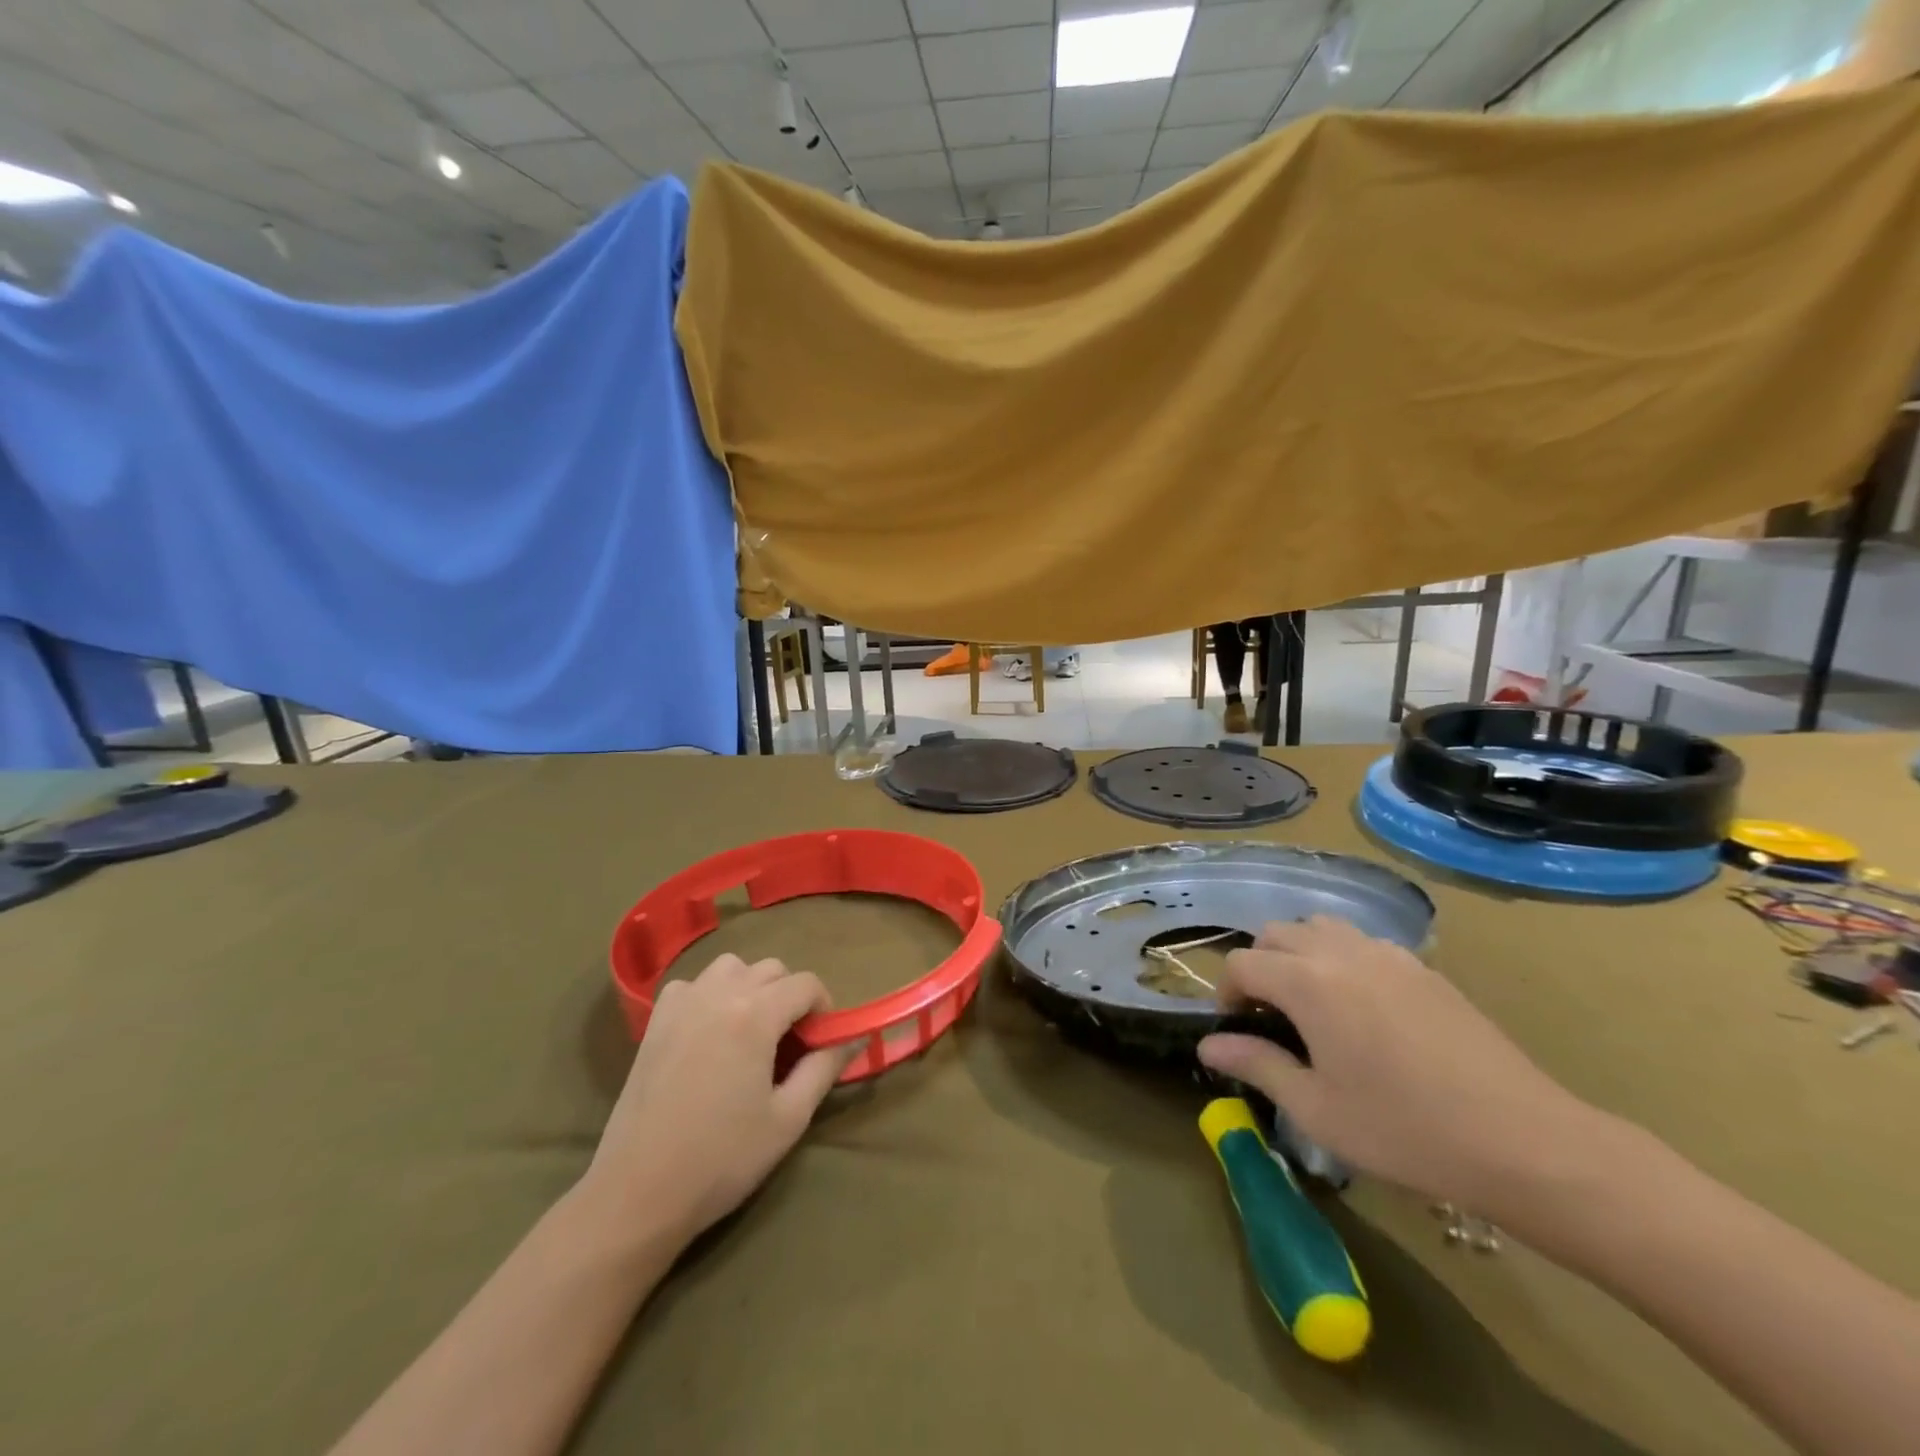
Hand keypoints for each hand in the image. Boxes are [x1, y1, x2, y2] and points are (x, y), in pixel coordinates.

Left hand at [578, 955, 851, 1243]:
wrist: (638, 1192)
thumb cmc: (722, 1159)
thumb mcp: (788, 1119)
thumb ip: (824, 1069)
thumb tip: (851, 1040)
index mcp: (755, 1014)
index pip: (806, 983)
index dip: (824, 1008)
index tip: (822, 1042)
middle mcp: (719, 993)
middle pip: (772, 969)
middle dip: (791, 996)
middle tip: (791, 1042)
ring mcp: (682, 1003)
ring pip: (731, 967)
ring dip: (751, 987)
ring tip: (751, 1030)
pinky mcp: (655, 1021)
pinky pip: (692, 984)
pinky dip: (709, 994)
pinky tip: (709, 1032)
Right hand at [1197, 917, 1596, 1209]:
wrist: (1523, 1141)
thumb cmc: (1404, 1130)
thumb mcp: (1317, 1109)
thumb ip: (1257, 1065)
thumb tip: (1209, 1046)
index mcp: (1307, 982)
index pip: (1242, 963)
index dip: (1227, 993)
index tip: (1236, 1029)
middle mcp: (1341, 952)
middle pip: (1277, 933)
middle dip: (1260, 966)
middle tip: (1270, 1017)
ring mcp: (1387, 954)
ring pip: (1321, 927)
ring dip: (1300, 954)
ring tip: (1312, 1004)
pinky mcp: (1424, 968)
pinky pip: (1364, 943)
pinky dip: (1342, 958)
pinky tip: (1364, 1009)